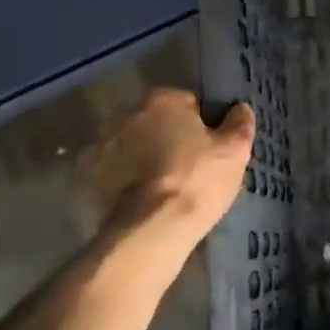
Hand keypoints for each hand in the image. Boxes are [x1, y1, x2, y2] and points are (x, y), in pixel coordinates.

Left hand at [81, 89, 254, 251]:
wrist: (151, 230)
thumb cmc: (198, 180)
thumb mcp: (235, 150)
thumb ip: (239, 123)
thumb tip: (240, 108)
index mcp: (162, 100)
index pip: (189, 102)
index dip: (203, 123)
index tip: (210, 146)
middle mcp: (126, 113)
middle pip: (156, 121)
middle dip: (169, 136)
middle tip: (189, 165)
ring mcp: (102, 145)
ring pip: (133, 145)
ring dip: (144, 156)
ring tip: (164, 186)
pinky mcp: (88, 178)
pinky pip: (114, 171)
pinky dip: (124, 180)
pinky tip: (142, 199)